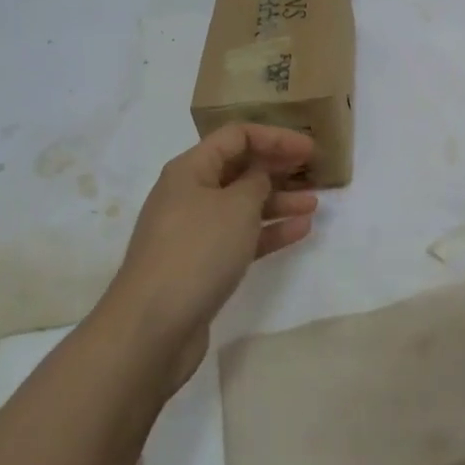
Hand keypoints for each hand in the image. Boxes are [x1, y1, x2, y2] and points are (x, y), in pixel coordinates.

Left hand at [101, 124, 317, 389]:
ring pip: (242, 205)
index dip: (275, 137)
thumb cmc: (197, 251)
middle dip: (276, 168)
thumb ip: (256, 181)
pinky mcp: (200, 265)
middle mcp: (189, 193)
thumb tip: (259, 174)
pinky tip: (299, 231)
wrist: (151, 328)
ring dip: (277, 202)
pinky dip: (268, 232)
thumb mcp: (236, 206)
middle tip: (313, 172)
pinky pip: (240, 237)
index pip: (236, 136)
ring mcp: (194, 231)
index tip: (309, 149)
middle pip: (238, 169)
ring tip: (314, 204)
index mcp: (191, 169)